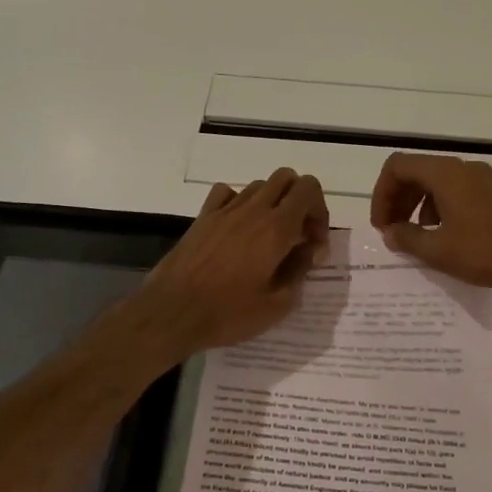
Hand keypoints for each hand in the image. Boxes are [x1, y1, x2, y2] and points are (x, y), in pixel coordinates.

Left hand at [135, 168, 329, 355]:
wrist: (172, 311)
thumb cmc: (228, 313)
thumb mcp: (277, 304)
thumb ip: (299, 270)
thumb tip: (309, 250)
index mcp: (276, 228)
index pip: (308, 189)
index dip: (319, 210)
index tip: (313, 243)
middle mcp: (253, 209)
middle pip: (286, 178)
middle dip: (299, 200)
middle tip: (296, 235)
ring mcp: (225, 210)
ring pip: (259, 185)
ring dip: (272, 203)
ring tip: (268, 237)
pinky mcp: (203, 217)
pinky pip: (227, 193)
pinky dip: (239, 202)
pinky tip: (237, 228)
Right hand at [370, 153, 491, 307]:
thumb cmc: (488, 252)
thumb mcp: (439, 251)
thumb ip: (407, 238)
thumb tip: (390, 232)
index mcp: (445, 174)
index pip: (398, 166)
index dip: (382, 193)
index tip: (382, 224)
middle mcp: (463, 168)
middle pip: (417, 171)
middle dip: (398, 199)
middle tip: (392, 231)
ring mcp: (484, 179)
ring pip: (438, 182)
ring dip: (418, 205)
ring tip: (417, 236)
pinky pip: (457, 191)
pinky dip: (441, 207)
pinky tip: (446, 236)